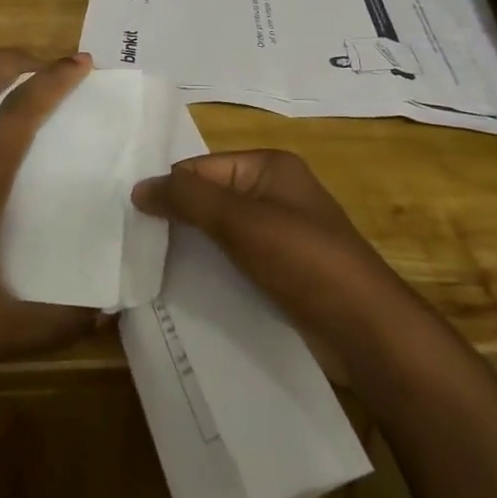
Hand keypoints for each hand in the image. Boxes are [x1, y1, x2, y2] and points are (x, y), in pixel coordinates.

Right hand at [131, 150, 411, 376]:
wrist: (366, 330)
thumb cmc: (304, 259)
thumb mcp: (241, 221)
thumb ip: (187, 199)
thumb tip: (138, 187)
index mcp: (270, 167)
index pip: (203, 167)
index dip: (169, 188)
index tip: (130, 215)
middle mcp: (275, 194)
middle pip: (211, 199)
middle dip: (177, 219)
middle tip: (131, 241)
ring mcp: (281, 236)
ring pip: (221, 235)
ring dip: (191, 249)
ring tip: (146, 267)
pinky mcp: (282, 274)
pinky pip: (236, 263)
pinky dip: (212, 272)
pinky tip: (182, 290)